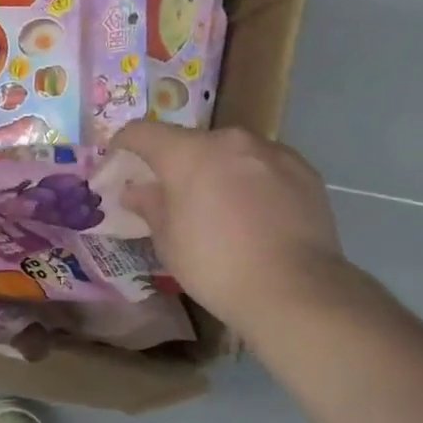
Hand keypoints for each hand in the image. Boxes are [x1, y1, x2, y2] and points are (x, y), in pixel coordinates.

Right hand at [113, 122, 346, 328]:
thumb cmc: (216, 266)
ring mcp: (272, 152)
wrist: (295, 290)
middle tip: (175, 196)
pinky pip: (265, 166)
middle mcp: (230, 140)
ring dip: (219, 170)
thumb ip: (150, 206)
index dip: (125, 143)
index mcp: (188, 154)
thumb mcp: (168, 242)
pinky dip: (253, 180)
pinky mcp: (304, 170)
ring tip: (221, 207)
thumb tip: (136, 190)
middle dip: (178, 163)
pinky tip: (257, 213)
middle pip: (192, 142)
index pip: (144, 132)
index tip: (119, 159)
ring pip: (232, 153)